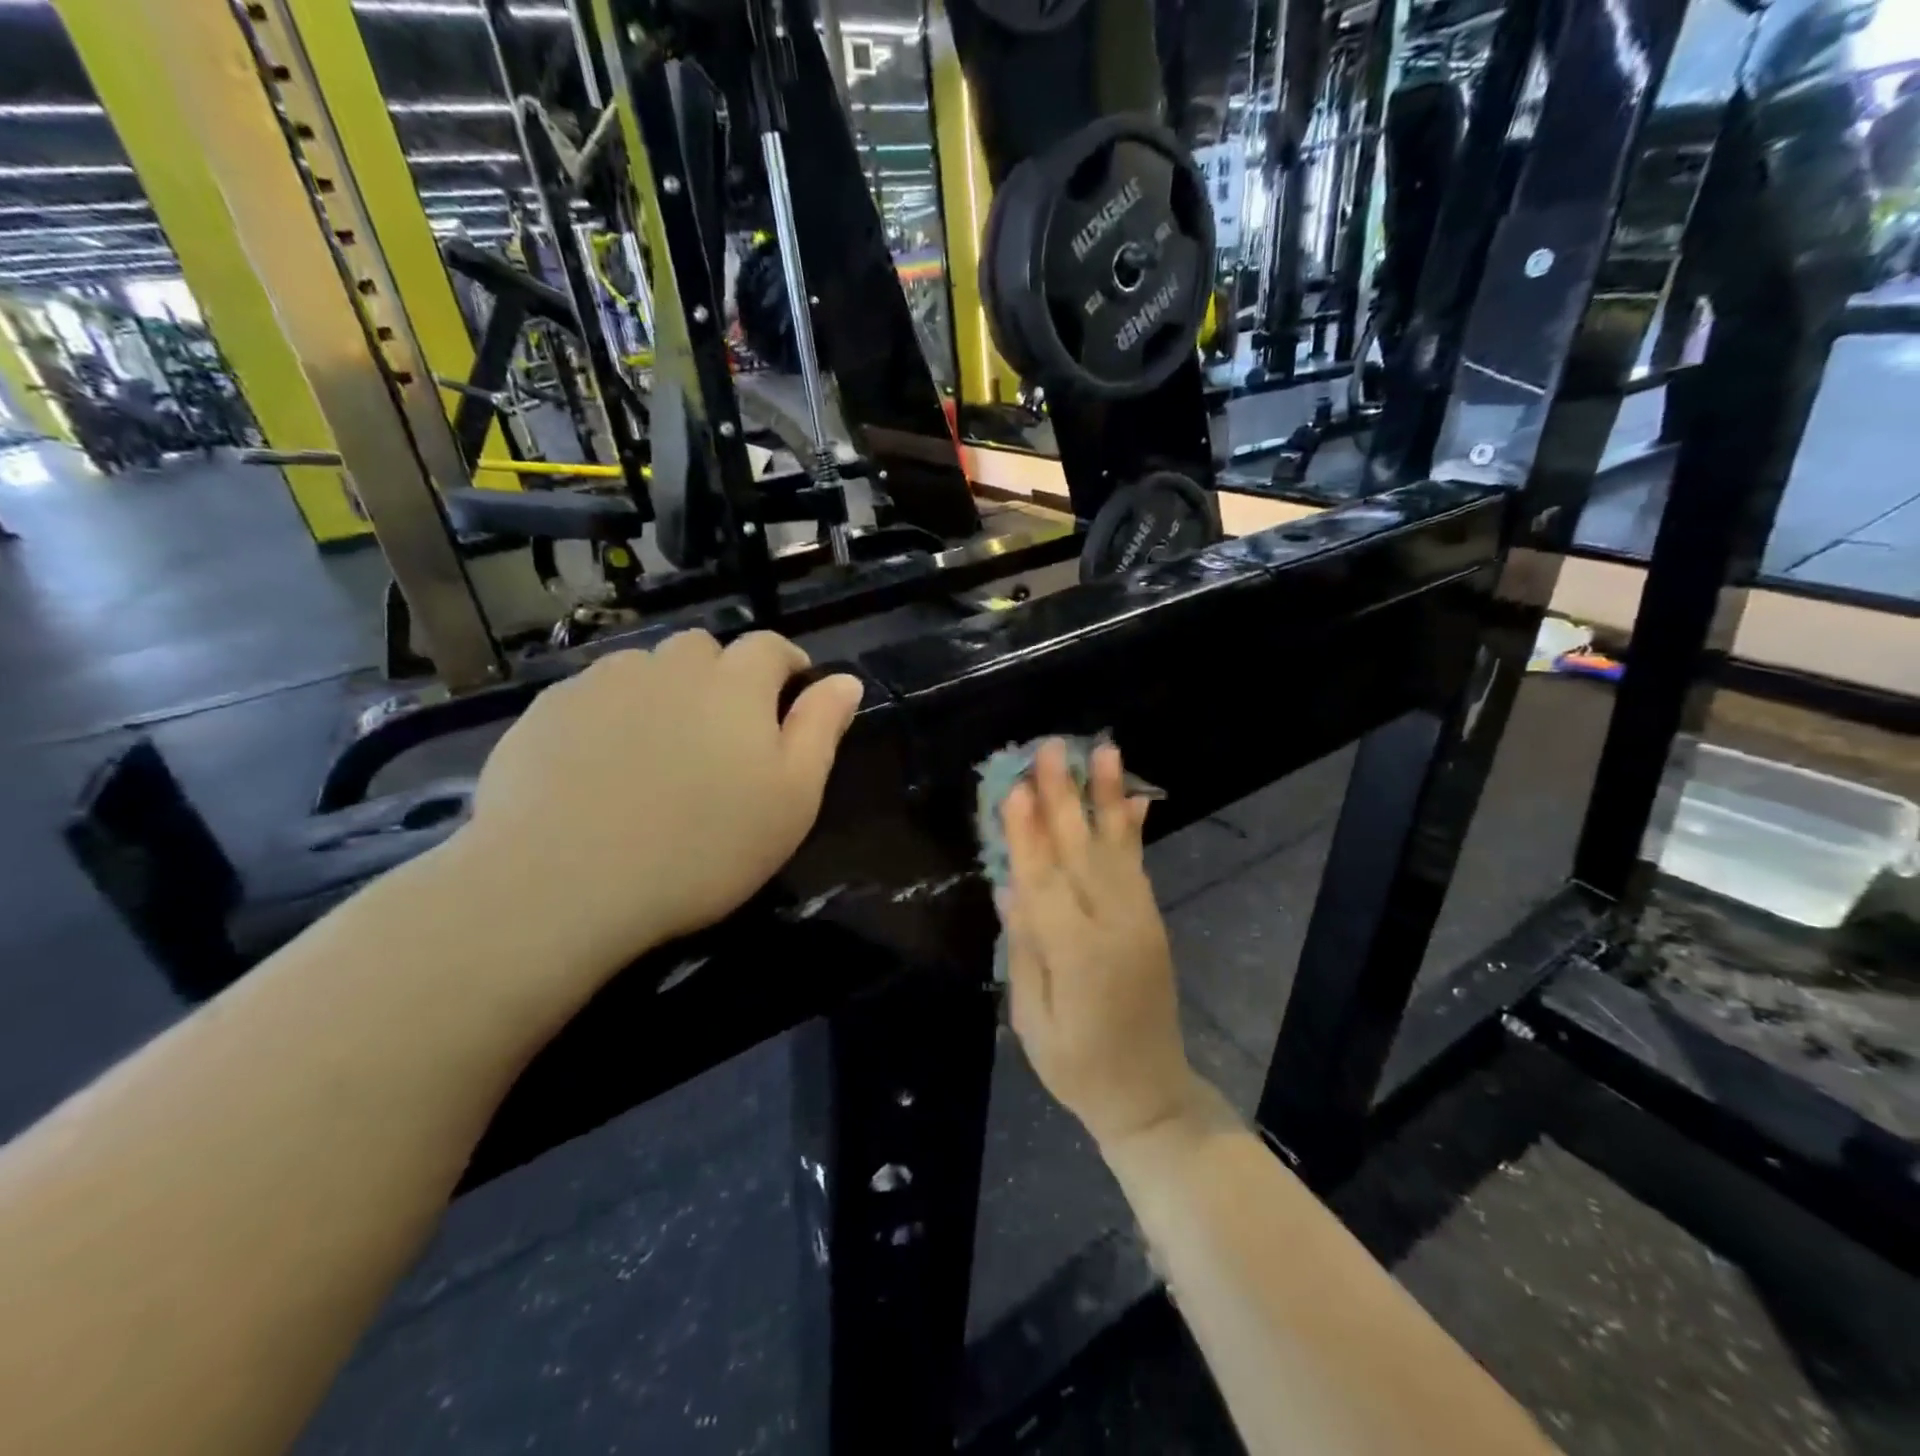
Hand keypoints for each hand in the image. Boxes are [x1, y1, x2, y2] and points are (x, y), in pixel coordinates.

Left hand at [462, 631, 862, 965]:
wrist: (563, 883)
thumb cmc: (703, 847)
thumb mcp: (792, 799)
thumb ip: (820, 730)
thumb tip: (847, 681)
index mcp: (736, 684)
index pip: (770, 647)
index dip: (786, 666)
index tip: (790, 696)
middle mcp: (670, 666)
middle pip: (705, 651)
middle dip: (722, 678)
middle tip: (720, 736)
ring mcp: (602, 683)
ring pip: (646, 670)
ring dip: (663, 693)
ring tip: (658, 752)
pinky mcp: (547, 710)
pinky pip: (593, 696)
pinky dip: (610, 716)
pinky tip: (601, 768)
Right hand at [999, 740, 1200, 1150]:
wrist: (1150, 1094)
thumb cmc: (1077, 1066)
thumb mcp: (1032, 1018)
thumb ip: (1025, 948)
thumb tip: (1010, 886)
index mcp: (1076, 955)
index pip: (1044, 881)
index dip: (1027, 833)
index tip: (1017, 787)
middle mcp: (1113, 926)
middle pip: (1081, 851)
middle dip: (1064, 796)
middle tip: (1052, 748)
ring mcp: (1139, 919)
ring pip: (1116, 847)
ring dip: (1107, 796)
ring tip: (1103, 750)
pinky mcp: (1152, 920)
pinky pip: (1139, 866)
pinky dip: (1133, 829)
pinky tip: (1132, 799)